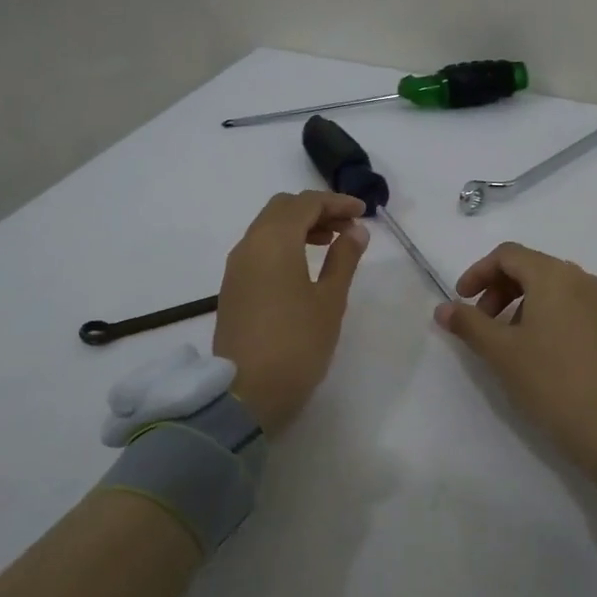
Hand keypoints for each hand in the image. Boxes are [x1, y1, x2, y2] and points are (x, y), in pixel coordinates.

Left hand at [213, 191, 368, 434]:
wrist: (245, 394)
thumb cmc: (297, 344)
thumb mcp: (330, 300)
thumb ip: (344, 259)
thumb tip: (355, 230)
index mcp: (274, 241)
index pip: (306, 203)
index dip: (337, 202)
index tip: (364, 212)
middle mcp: (249, 245)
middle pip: (283, 208)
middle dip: (317, 210)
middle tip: (348, 227)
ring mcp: (236, 266)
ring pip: (268, 227)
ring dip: (299, 226)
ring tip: (331, 244)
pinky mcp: (232, 287)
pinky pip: (259, 248)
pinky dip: (284, 243)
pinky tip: (304, 265)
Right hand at [434, 242, 596, 479]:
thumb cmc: (550, 381)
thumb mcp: (501, 352)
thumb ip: (469, 323)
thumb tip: (442, 308)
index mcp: (554, 276)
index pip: (508, 255)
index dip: (478, 272)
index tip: (462, 300)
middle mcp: (582, 279)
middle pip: (531, 267)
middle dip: (499, 288)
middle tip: (482, 322)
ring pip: (553, 287)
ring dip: (523, 302)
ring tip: (510, 339)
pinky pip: (574, 305)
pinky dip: (549, 314)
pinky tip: (541, 350)